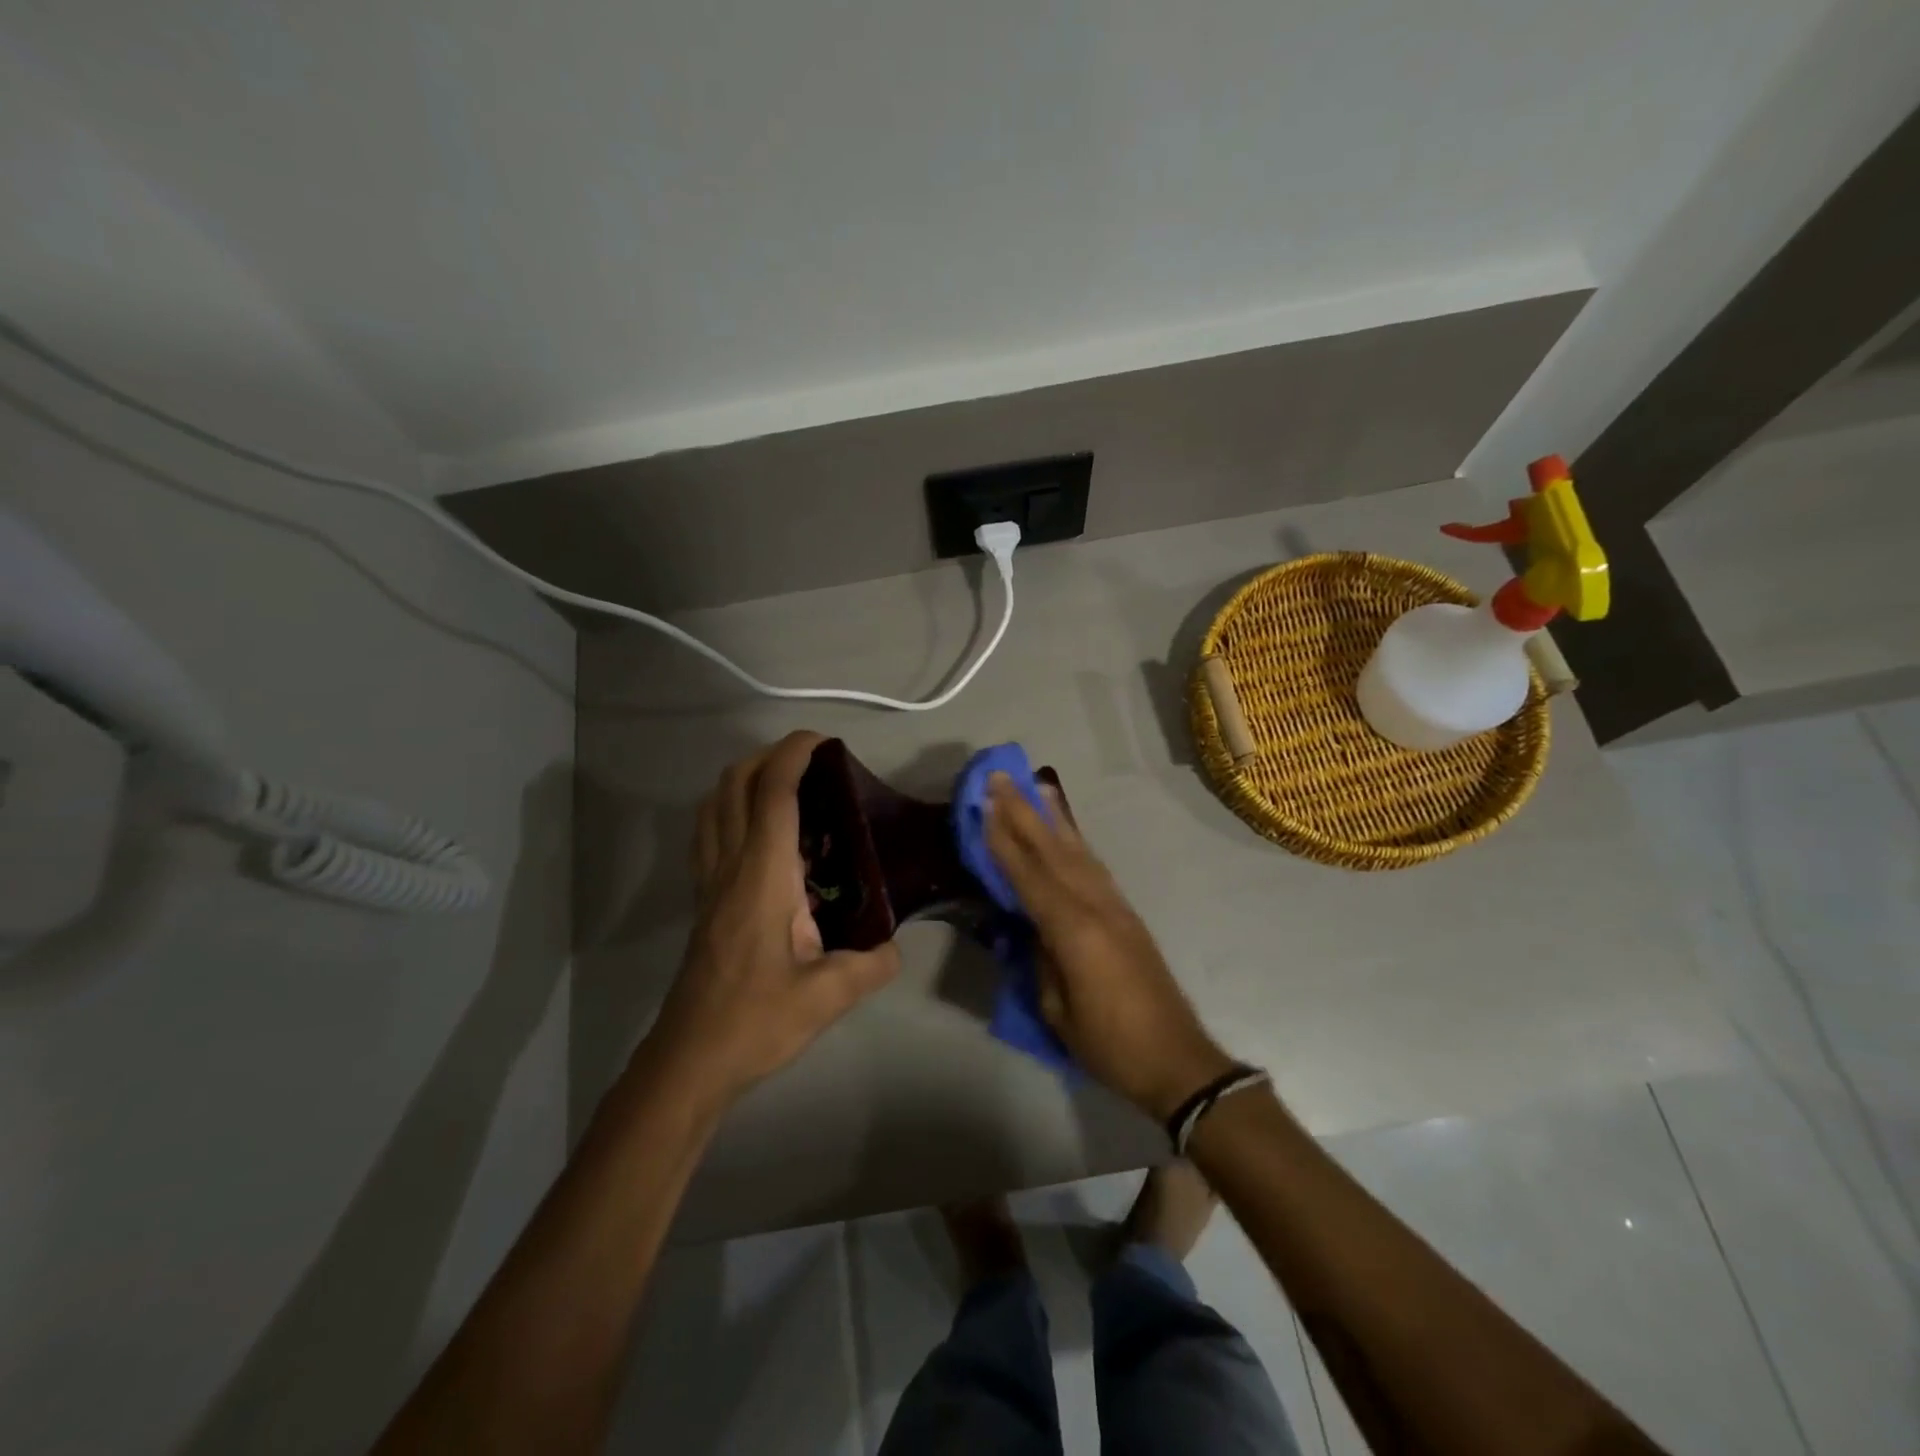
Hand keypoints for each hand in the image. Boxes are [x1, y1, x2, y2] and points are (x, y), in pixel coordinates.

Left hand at [643, 731, 899, 1107]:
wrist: (691, 1058)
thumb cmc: (757, 1021)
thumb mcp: (828, 996)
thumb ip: (871, 964)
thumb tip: (894, 946)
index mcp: (763, 876)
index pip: (773, 793)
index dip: (794, 754)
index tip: (823, 741)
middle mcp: (731, 866)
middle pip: (735, 784)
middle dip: (769, 756)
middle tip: (811, 762)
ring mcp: (710, 881)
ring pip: (714, 805)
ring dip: (745, 778)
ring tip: (786, 786)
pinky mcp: (704, 899)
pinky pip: (710, 833)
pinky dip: (731, 809)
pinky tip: (762, 833)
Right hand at [986, 775, 1233, 1120]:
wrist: (1177, 1059)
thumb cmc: (1109, 1044)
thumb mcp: (1057, 1009)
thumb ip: (1040, 959)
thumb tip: (1030, 926)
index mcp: (1073, 930)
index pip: (1028, 875)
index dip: (1004, 839)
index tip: (984, 805)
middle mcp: (1095, 905)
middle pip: (1052, 850)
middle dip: (1024, 812)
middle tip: (1002, 777)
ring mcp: (1115, 906)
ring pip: (1078, 851)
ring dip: (1053, 817)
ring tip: (1036, 787)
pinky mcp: (1127, 914)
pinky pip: (1094, 867)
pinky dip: (1076, 842)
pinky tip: (1066, 832)